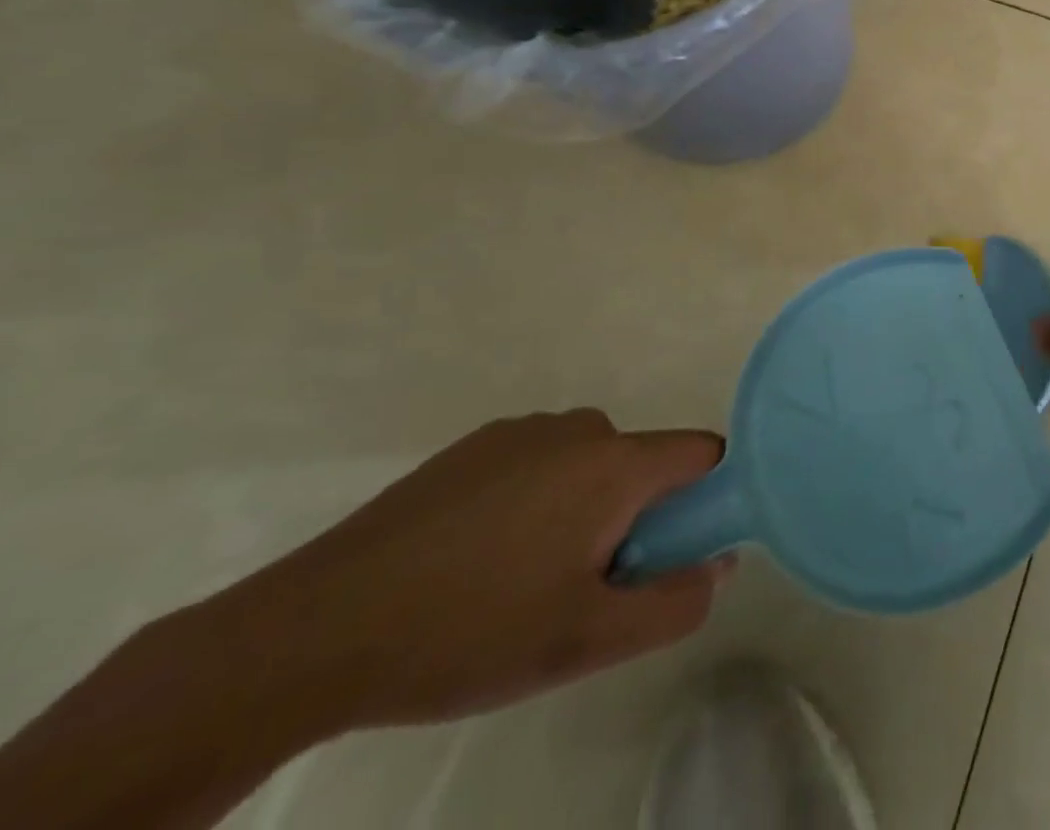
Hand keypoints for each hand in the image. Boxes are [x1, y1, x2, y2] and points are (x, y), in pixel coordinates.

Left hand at [195, 411, 729, 734]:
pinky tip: (476, 561)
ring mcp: (522, 431)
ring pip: (590, 467)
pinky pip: (540, 465)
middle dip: (636, 520)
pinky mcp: (474, 446)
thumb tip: (717, 564)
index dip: (706, 500)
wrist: (312, 632)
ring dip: (584, 513)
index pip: (704, 453)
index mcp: (615, 463)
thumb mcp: (585, 642)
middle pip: (643, 465)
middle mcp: (579, 428)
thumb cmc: (468, 632)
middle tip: (583, 591)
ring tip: (521, 584)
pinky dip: (536, 502)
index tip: (672, 556)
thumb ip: (675, 604)